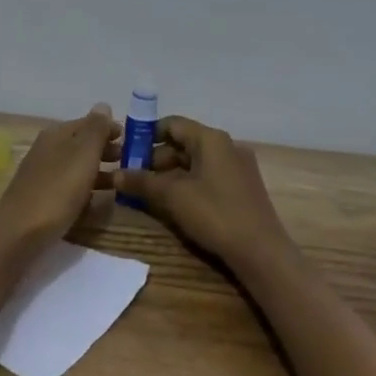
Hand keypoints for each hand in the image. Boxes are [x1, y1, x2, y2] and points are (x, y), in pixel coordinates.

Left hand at [0, 104, 120, 248]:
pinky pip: (69, 186)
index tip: (132, 140)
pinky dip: (86, 188)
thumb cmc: (57, 191)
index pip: (87, 123)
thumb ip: (95, 130)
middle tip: (129, 161)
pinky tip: (98, 201)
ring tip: (121, 182)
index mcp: (56, 135)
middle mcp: (47, 149)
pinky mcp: (42, 197)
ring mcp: (42, 174)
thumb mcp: (82, 156)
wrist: (19, 233)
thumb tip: (103, 105)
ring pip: (76, 166)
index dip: (109, 129)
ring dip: (99, 170)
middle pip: (81, 144)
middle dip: (105, 150)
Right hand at [113, 116, 293, 271]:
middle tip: (133, 177)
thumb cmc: (215, 214)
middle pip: (184, 142)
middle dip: (156, 158)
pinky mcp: (242, 187)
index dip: (147, 135)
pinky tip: (174, 202)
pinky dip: (188, 183)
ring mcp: (238, 167)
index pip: (172, 124)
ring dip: (170, 173)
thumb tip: (115, 174)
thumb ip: (142, 182)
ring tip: (149, 192)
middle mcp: (227, 145)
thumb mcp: (173, 197)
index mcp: (211, 139)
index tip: (127, 153)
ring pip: (196, 161)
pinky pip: (208, 175)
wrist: (261, 252)